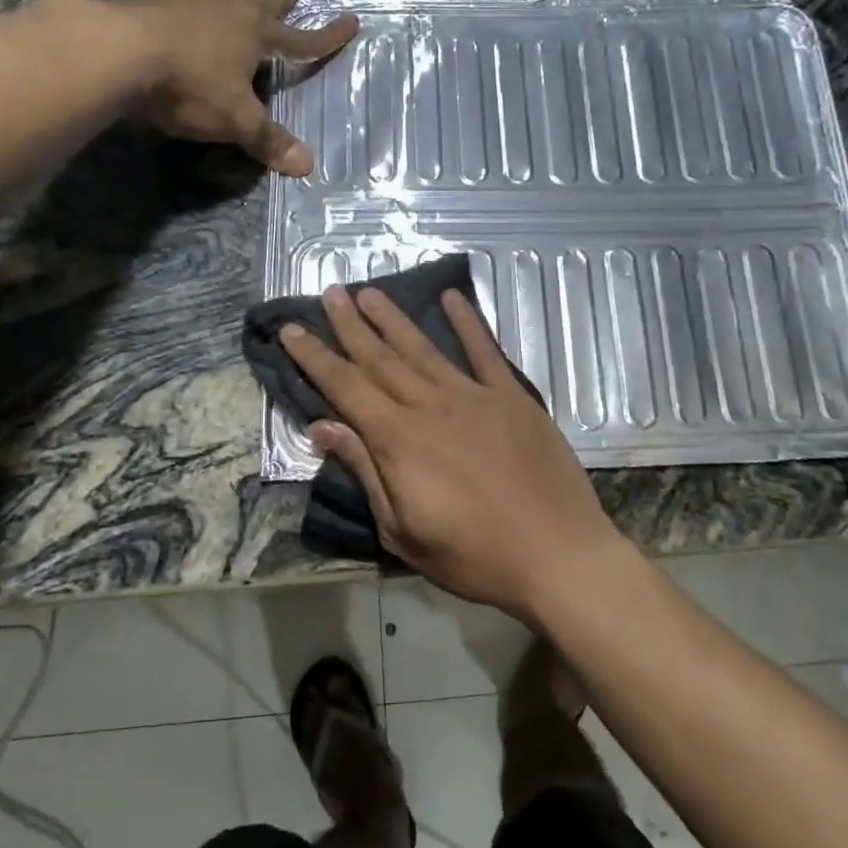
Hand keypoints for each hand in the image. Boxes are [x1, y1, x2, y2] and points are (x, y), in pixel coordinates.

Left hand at [30, 0, 356, 174]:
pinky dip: (200, 0)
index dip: (328, 37)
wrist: (116, 51)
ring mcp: (190, 3)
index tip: (352, 21)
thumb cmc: (189, 84)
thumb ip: (268, 140)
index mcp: (256, 35)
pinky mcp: (155, 4)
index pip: (302, 39)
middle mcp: (228, 11)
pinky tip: (191, 4)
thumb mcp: (235, 119)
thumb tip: (307, 166)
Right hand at [278, 285, 625, 619]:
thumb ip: (365, 472)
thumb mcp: (403, 530)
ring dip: (394, 318)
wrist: (556, 553)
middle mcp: (431, 405)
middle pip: (381, 358)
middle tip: (330, 292)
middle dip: (350, 325)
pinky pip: (485, 350)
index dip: (315, 357)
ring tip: (370, 291)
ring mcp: (474, 395)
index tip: (292, 329)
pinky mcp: (512, 396)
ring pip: (424, 348)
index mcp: (399, 440)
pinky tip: (452, 297)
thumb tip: (323, 427)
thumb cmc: (473, 555)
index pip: (345, 388)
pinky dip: (467, 321)